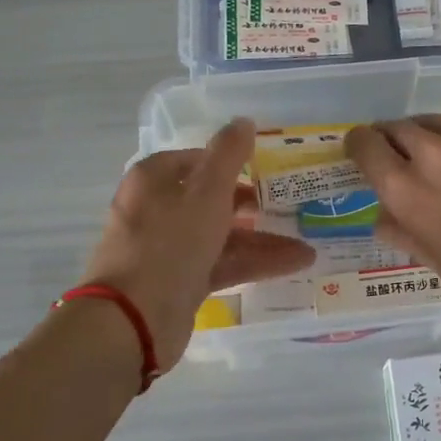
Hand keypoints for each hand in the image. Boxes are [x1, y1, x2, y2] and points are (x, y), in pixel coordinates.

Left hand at [81, 119, 314, 371]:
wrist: (134, 320)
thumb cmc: (169, 242)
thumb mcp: (206, 191)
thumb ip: (228, 154)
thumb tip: (244, 121)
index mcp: (154, 179)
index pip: (197, 159)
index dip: (232, 161)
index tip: (268, 168)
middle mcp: (158, 209)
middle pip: (211, 199)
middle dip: (253, 203)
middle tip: (290, 204)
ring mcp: (168, 249)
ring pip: (222, 235)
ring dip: (263, 238)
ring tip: (307, 244)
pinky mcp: (180, 282)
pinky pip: (223, 264)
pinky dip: (255, 263)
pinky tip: (295, 263)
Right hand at [344, 107, 440, 327]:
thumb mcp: (429, 258)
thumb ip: (397, 228)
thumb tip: (383, 213)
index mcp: (406, 189)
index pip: (365, 144)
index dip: (358, 146)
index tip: (363, 153)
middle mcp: (432, 154)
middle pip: (394, 127)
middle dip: (389, 141)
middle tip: (399, 159)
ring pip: (429, 119)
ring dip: (422, 134)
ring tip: (434, 155)